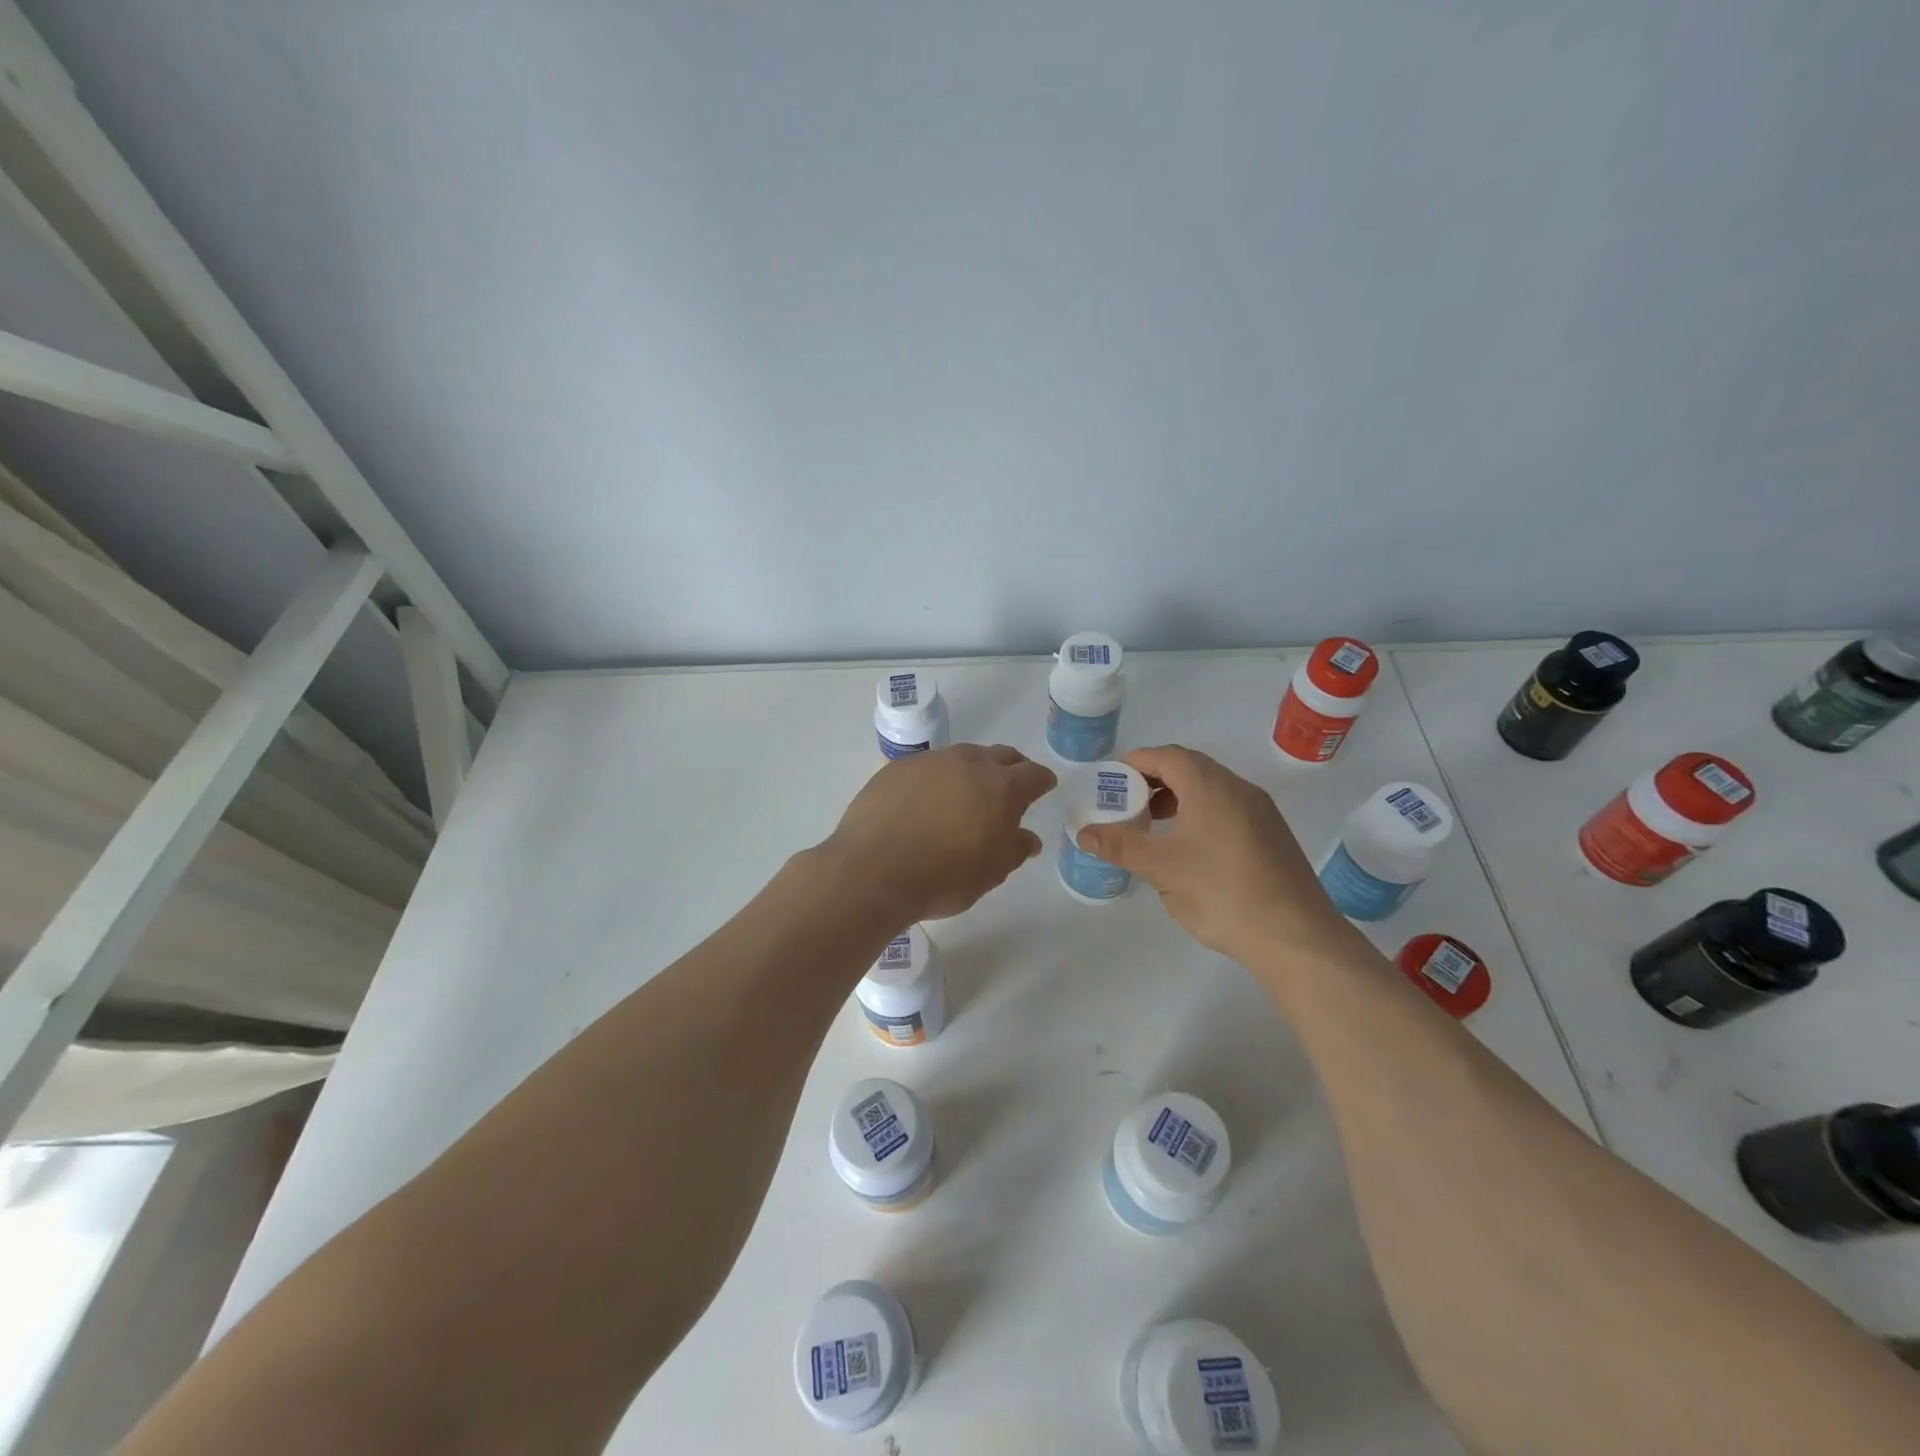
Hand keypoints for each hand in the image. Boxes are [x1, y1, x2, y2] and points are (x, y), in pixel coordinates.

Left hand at [824, 744, 1056, 922]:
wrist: (872, 871)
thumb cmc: (943, 878)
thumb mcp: (990, 873)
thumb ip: (1014, 850)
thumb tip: (1027, 838)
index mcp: (1001, 788)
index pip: (1033, 774)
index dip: (1041, 781)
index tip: (1043, 787)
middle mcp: (969, 763)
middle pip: (1001, 755)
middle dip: (1012, 768)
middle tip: (1012, 786)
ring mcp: (931, 762)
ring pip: (963, 756)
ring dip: (974, 769)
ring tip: (968, 792)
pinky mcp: (897, 767)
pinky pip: (929, 766)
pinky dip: (938, 778)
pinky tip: (928, 799)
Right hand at [1075, 745, 1358, 963]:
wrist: (1294, 934)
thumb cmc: (1220, 890)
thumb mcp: (1160, 867)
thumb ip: (1120, 845)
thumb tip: (1084, 834)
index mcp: (1210, 785)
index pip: (1166, 756)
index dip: (1135, 762)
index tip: (1110, 780)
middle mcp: (1238, 788)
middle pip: (1190, 768)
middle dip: (1154, 780)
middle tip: (1127, 803)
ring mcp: (1261, 812)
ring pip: (1211, 790)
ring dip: (1178, 798)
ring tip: (1154, 826)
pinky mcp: (1272, 836)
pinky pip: (1228, 810)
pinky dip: (1200, 814)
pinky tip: (1190, 849)